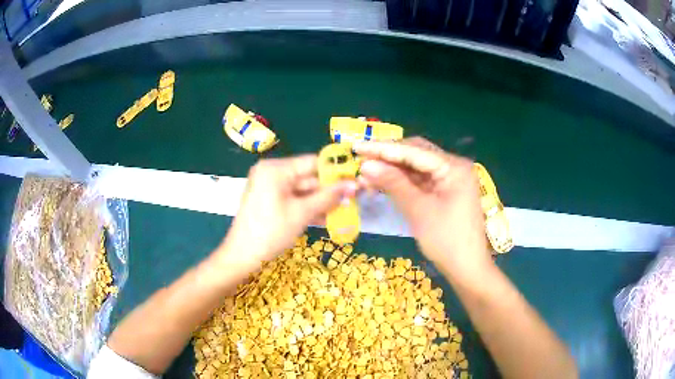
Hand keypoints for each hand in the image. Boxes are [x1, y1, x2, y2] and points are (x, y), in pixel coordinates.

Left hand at [217, 155, 357, 270]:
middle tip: (353, 199)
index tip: (355, 179)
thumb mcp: (302, 213)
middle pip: (308, 177)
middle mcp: (272, 173)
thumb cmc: (270, 232)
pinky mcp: (269, 200)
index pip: (312, 162)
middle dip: (329, 190)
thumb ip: (328, 197)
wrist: (242, 256)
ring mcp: (269, 187)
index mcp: (276, 169)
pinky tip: (326, 217)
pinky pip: (293, 199)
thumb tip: (354, 185)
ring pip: (302, 191)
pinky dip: (308, 208)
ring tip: (344, 210)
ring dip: (321, 202)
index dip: (335, 171)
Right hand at [354, 137, 492, 281]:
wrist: (467, 269)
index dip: (383, 148)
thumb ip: (393, 183)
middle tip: (360, 158)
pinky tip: (382, 182)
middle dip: (387, 156)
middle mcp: (454, 167)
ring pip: (416, 167)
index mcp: (454, 167)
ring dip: (392, 169)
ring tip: (365, 173)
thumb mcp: (418, 210)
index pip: (414, 151)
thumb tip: (366, 165)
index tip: (357, 147)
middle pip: (416, 154)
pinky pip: (420, 180)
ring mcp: (450, 179)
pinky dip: (402, 182)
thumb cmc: (446, 241)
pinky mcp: (445, 191)